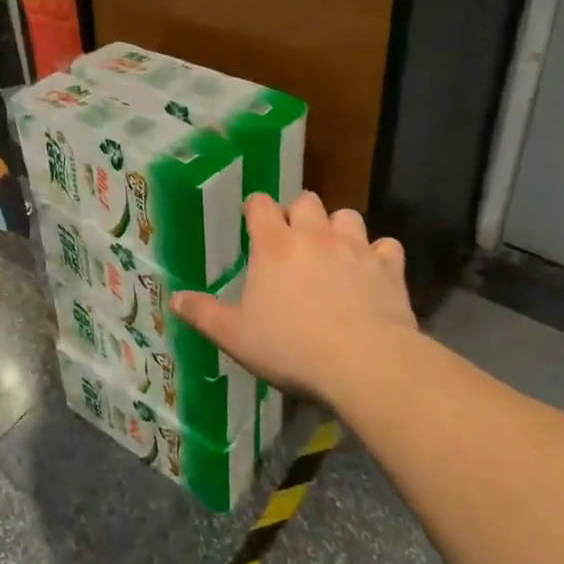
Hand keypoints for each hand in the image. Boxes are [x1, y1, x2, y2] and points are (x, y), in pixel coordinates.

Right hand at [172, 192, 421, 402]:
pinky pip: (386, 246)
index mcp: (274, 245)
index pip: (260, 204)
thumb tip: (174, 298)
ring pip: (347, 216)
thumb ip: (204, 314)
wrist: (365, 364)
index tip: (252, 221)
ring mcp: (355, 247)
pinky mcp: (389, 267)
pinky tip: (373, 272)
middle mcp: (314, 235)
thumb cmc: (291, 348)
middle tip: (293, 240)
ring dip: (338, 228)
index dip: (255, 208)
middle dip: (299, 213)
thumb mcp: (236, 337)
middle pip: (306, 200)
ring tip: (333, 251)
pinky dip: (379, 254)